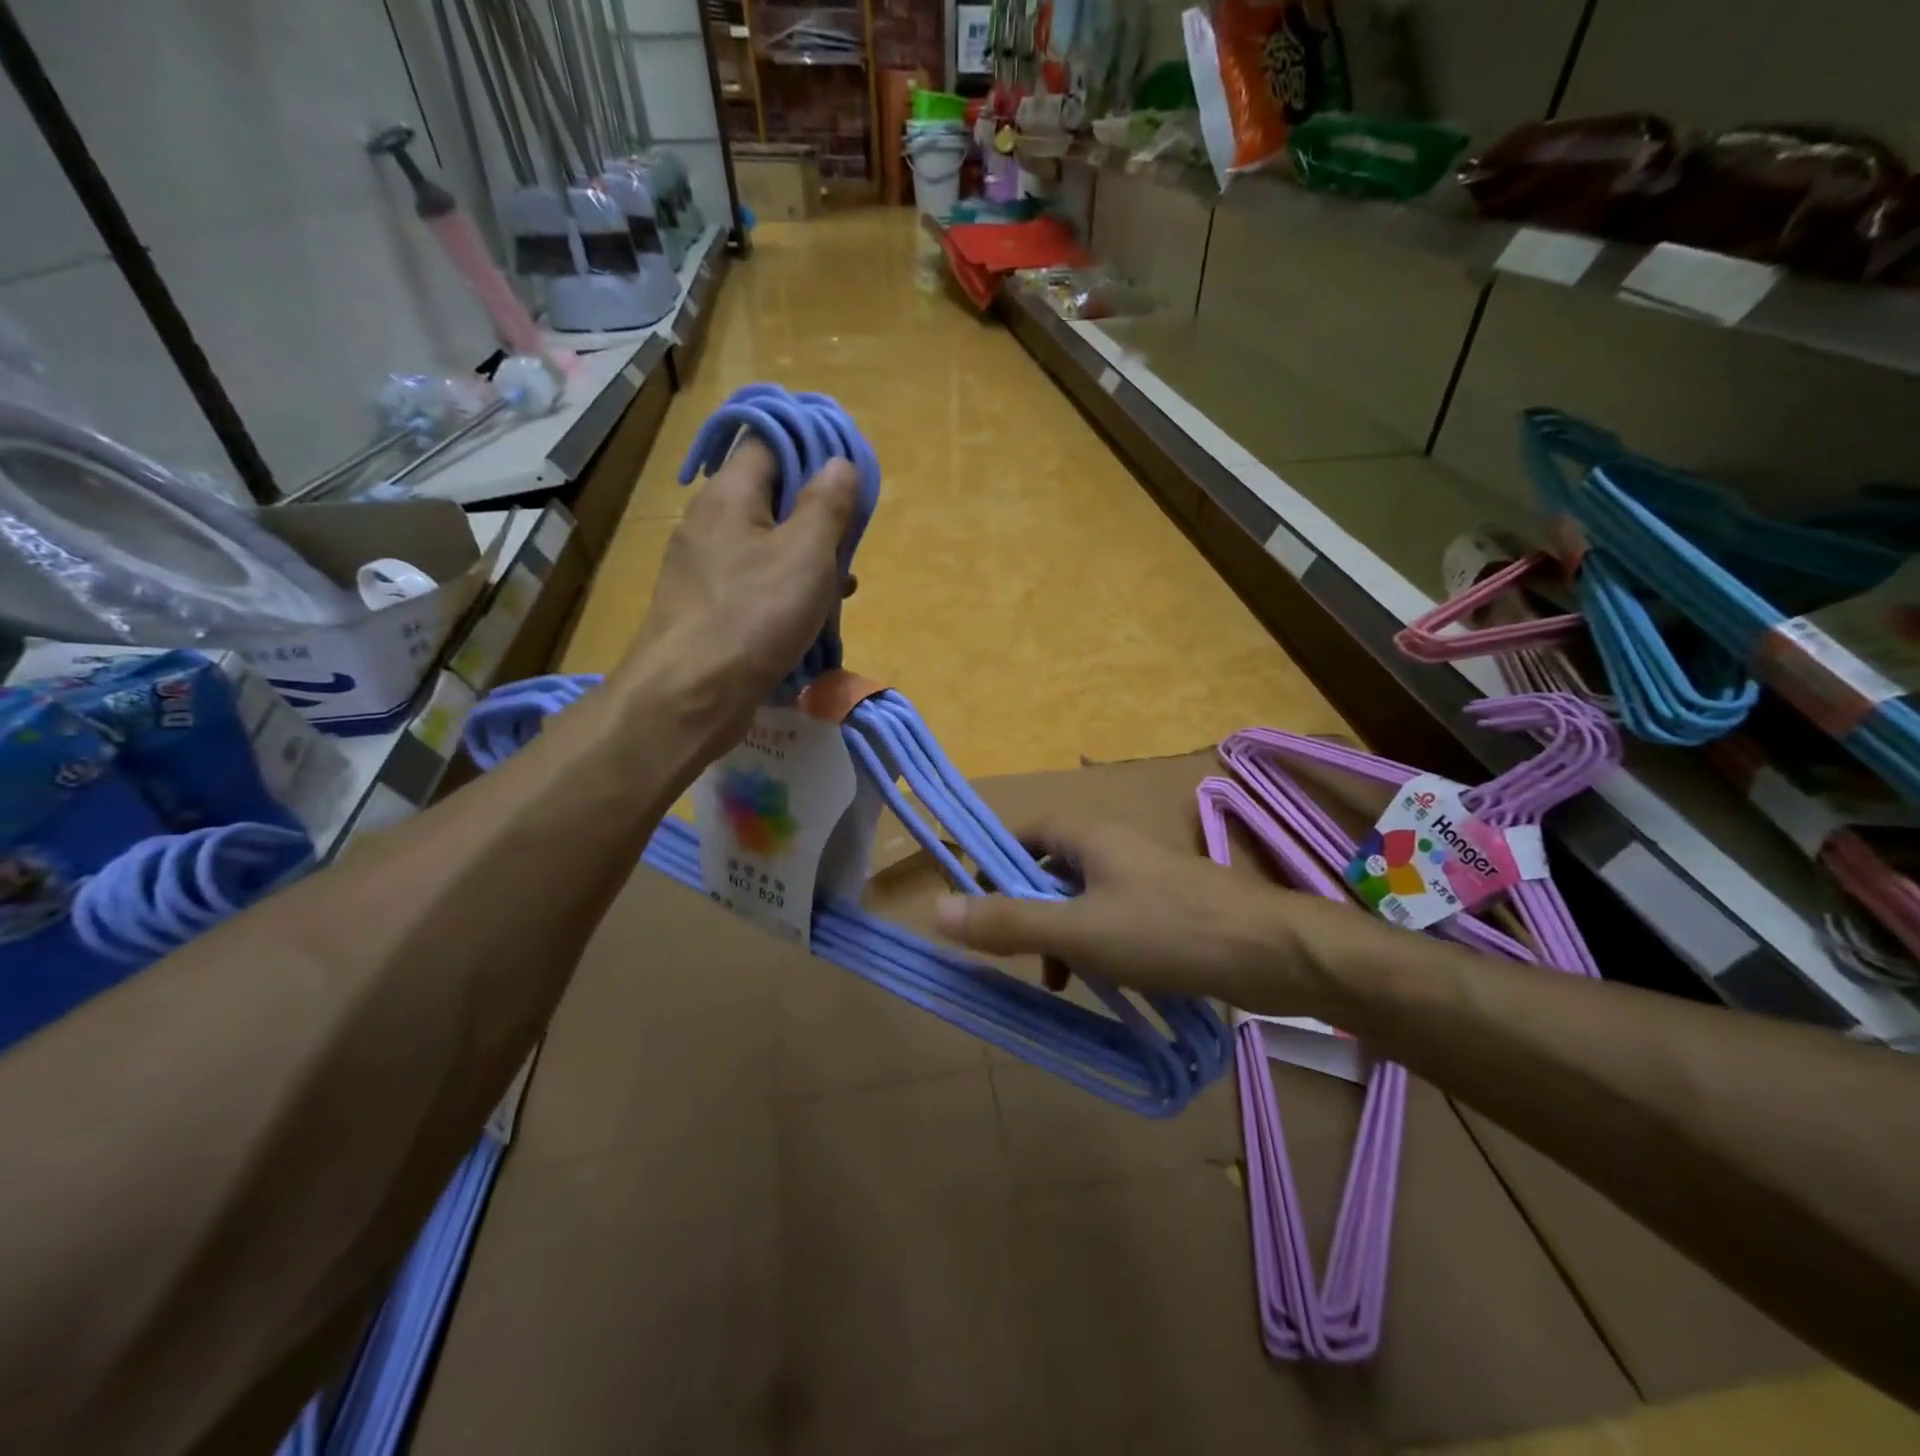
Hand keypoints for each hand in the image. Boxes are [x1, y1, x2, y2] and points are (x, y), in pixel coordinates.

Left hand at [621, 437, 857, 743]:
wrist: (692, 695)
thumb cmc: (755, 614)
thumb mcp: (807, 553)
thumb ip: (827, 504)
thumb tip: (838, 463)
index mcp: (728, 495)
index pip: (767, 443)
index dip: (810, 449)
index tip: (847, 475)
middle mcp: (709, 523)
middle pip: (770, 498)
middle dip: (816, 516)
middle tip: (850, 540)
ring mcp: (704, 569)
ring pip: (767, 546)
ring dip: (807, 561)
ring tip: (842, 586)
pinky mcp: (709, 609)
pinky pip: (755, 585)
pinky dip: (787, 593)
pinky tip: (813, 618)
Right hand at [933, 821, 1342, 1014]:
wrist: (1275, 954)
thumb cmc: (1169, 931)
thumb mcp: (1080, 931)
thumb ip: (1010, 922)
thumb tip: (936, 909)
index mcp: (1092, 838)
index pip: (1026, 831)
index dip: (995, 858)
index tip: (973, 898)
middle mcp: (1117, 849)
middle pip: (1052, 867)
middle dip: (1027, 906)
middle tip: (1010, 949)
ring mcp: (1147, 880)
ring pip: (1084, 898)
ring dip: (1061, 933)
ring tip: (1056, 980)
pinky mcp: (1171, 911)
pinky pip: (1115, 920)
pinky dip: (1096, 946)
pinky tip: (1101, 983)